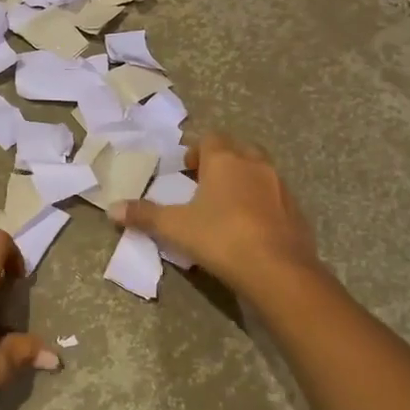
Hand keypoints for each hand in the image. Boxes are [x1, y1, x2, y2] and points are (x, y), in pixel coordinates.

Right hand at [113, 132, 322, 296]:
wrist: (279, 271)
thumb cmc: (221, 238)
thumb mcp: (175, 227)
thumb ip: (144, 215)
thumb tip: (112, 209)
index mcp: (225, 160)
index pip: (211, 138)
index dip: (197, 150)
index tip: (186, 169)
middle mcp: (255, 165)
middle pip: (239, 149)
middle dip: (222, 161)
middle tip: (205, 183)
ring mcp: (281, 187)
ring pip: (260, 172)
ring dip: (244, 181)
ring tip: (226, 206)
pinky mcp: (297, 212)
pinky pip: (275, 198)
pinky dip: (262, 204)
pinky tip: (250, 227)